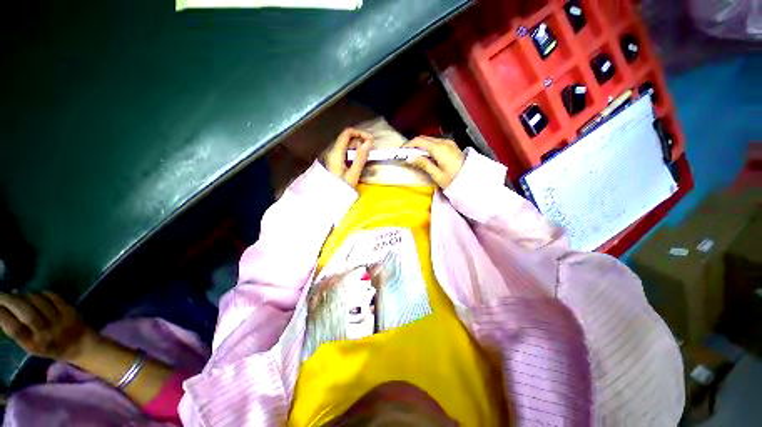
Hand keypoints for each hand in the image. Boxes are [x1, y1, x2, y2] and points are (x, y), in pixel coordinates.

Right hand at [0, 292, 97, 361]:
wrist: (80, 346)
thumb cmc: (48, 345)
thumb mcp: (29, 344)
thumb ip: (17, 329)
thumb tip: (3, 306)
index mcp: (34, 345)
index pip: (15, 329)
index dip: (2, 314)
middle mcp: (46, 334)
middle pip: (27, 313)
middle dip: (11, 301)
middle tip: (2, 294)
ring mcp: (60, 321)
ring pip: (38, 302)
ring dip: (25, 295)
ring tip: (19, 294)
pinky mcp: (71, 311)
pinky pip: (53, 297)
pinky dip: (41, 292)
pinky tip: (36, 294)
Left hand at [324, 128, 374, 187]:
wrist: (330, 199)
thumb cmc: (341, 188)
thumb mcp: (353, 173)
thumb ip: (361, 157)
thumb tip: (369, 142)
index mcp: (336, 153)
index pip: (347, 133)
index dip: (360, 133)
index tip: (371, 140)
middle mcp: (334, 152)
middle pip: (348, 139)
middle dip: (361, 141)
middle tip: (372, 149)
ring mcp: (334, 157)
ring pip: (348, 146)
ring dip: (359, 148)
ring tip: (367, 156)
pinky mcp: (336, 163)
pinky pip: (346, 153)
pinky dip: (355, 154)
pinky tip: (360, 161)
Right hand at [402, 136, 464, 188]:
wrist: (472, 179)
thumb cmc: (454, 180)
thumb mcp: (437, 175)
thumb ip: (424, 164)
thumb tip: (410, 158)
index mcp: (439, 149)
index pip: (419, 141)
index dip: (408, 145)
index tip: (401, 151)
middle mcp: (444, 142)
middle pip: (424, 138)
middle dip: (413, 145)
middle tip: (405, 154)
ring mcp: (448, 143)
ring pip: (429, 140)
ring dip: (420, 145)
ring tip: (413, 156)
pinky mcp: (451, 145)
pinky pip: (436, 142)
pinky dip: (427, 146)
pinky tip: (425, 155)